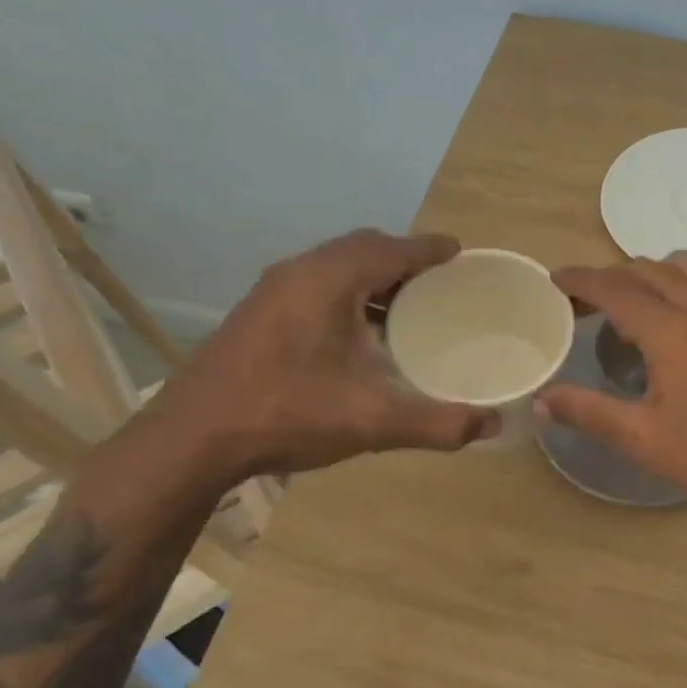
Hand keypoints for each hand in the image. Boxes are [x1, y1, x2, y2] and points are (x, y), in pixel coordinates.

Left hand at [148, 230, 495, 486]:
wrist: (192, 439)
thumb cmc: (287, 415)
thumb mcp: (372, 421)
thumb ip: (438, 422)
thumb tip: (494, 425)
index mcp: (329, 281)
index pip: (391, 248)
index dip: (429, 249)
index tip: (459, 252)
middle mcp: (299, 272)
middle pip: (363, 248)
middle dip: (403, 258)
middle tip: (439, 282)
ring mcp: (273, 290)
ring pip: (336, 266)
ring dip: (374, 276)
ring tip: (408, 306)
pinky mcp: (259, 312)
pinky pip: (317, 284)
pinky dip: (349, 292)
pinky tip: (360, 332)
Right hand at [540, 254, 686, 516]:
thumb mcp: (643, 439)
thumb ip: (588, 413)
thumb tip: (541, 400)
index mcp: (671, 329)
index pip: (615, 287)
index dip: (580, 280)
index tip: (554, 280)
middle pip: (645, 270)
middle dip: (608, 278)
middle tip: (580, 303)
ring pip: (680, 269)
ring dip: (646, 276)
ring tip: (625, 308)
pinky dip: (674, 286)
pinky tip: (670, 324)